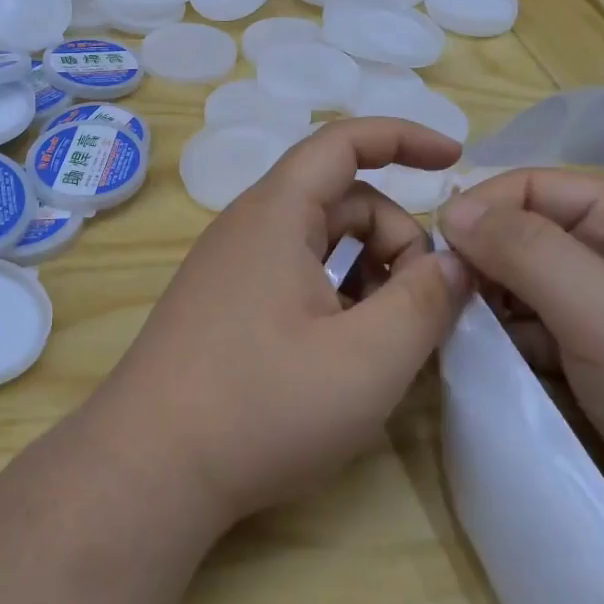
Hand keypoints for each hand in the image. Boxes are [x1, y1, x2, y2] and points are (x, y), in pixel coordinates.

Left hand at [90, 118, 471, 529]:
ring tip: (388, 338)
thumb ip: (425, 302)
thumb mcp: (367, 359)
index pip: (344, 141)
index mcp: (277, 213)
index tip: (454, 159)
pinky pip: (293, 274)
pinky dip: (335, 295)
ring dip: (368, 272)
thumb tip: (454, 264)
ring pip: (319, 242)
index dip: (403, 138)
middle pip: (341, 200)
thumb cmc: (262, 405)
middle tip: (423, 308)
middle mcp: (248, 226)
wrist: (149, 466)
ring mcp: (230, 266)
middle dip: (395, 238)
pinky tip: (346, 352)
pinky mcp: (222, 303)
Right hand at [438, 169, 603, 557]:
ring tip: (477, 343)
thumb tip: (451, 209)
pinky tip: (502, 368)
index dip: (481, 211)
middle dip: (483, 266)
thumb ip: (522, 249)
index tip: (439, 255)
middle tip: (454, 306)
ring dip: (492, 309)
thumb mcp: (599, 307)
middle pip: (520, 235)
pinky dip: (509, 342)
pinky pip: (531, 327)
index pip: (529, 187)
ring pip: (519, 284)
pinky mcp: (594, 353)